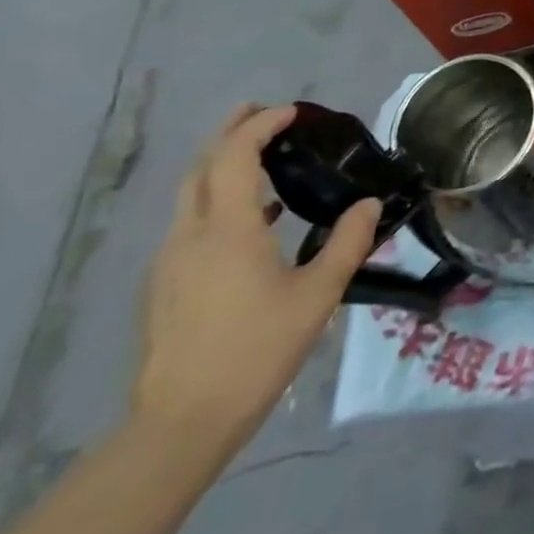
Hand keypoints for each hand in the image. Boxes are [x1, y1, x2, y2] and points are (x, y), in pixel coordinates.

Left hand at [130, 104, 381, 466]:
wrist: (182, 422)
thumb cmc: (257, 349)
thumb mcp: (319, 294)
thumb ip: (348, 242)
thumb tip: (369, 204)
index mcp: (226, 231)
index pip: (232, 157)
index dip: (259, 127)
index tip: (292, 112)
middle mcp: (189, 238)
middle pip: (200, 169)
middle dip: (229, 134)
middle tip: (264, 114)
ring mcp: (170, 264)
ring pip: (190, 197)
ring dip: (221, 166)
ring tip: (261, 158)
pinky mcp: (165, 287)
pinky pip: (190, 224)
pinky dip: (218, 201)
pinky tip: (252, 220)